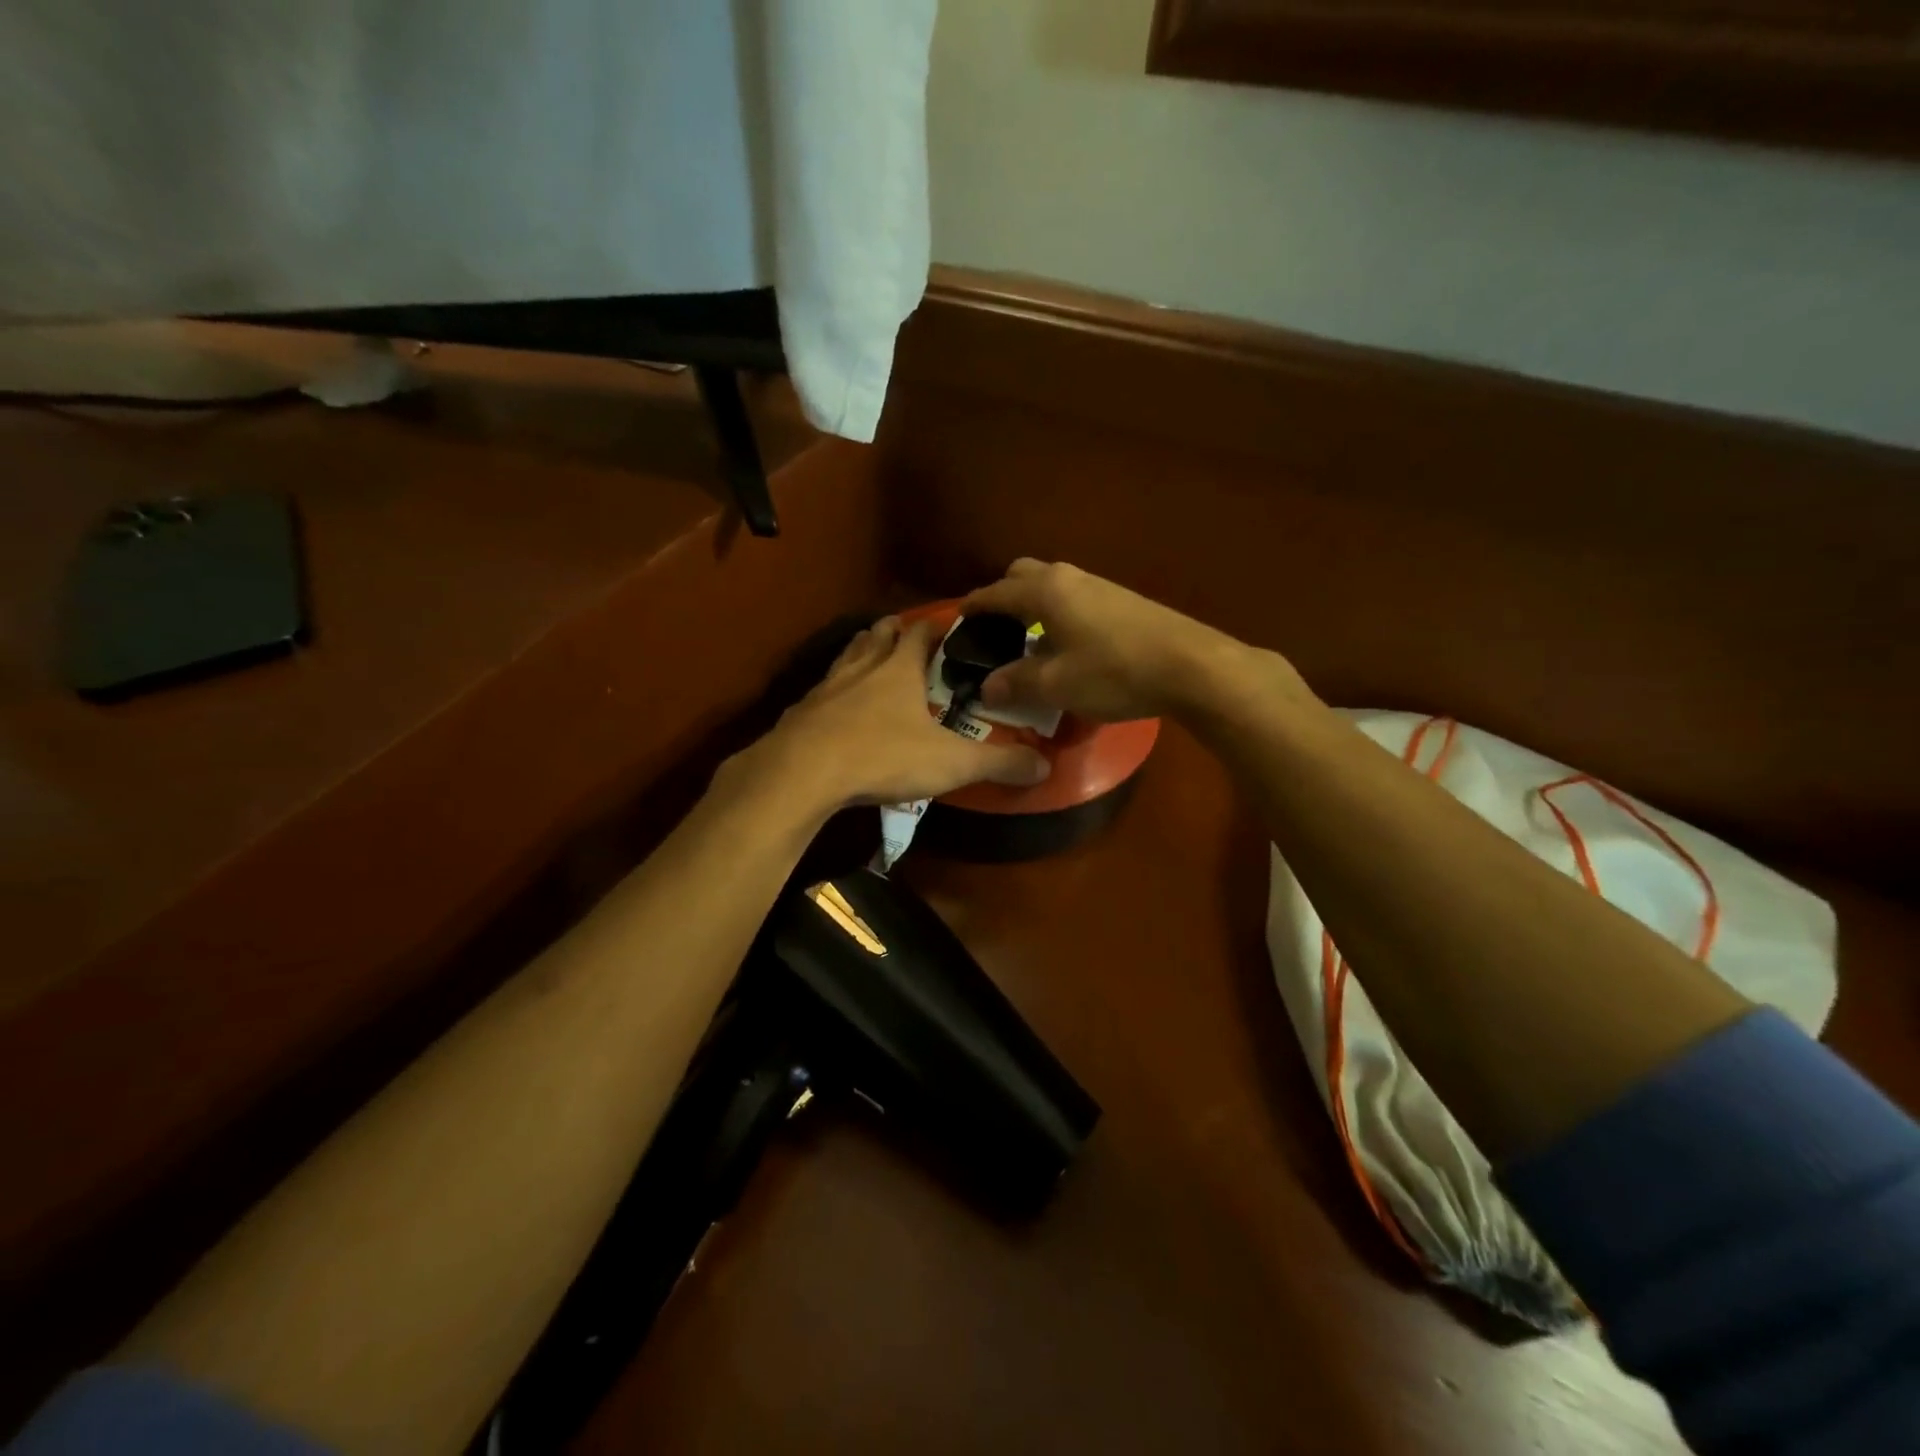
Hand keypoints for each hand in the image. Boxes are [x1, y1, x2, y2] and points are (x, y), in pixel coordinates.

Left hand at [746, 616, 1051, 811]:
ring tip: (869, 657)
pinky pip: (821, 692)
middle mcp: (861, 668)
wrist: (803, 772)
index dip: (934, 627)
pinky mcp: (801, 713)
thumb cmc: (882, 755)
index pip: (920, 633)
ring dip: (860, 653)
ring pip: (846, 657)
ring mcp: (826, 688)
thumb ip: (998, 763)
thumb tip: (1044, 768)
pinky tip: (833, 709)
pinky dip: (832, 692)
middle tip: (904, 635)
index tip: (947, 625)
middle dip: (892, 632)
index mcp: (899, 669)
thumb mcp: (950, 763)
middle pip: (876, 636)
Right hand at [961, 559, 1249, 721]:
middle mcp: (1070, 578)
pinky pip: (1075, 599)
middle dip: (1004, 597)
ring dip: (1034, 606)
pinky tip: (1068, 646)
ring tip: (1029, 642)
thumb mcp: (1057, 685)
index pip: (996, 593)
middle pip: (1024, 575)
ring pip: (1053, 586)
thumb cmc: (1114, 672)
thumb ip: (1017, 682)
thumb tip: (988, 686)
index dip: (974, 607)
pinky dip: (1059, 614)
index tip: (958, 620)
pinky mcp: (1123, 600)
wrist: (1191, 665)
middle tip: (996, 631)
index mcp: (1046, 591)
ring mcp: (1100, 585)